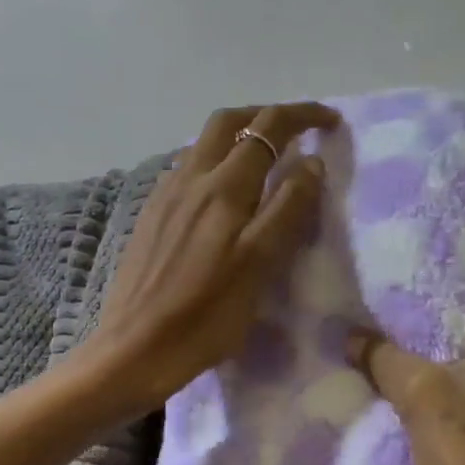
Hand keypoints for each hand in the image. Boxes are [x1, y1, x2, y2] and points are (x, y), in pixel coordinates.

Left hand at [90, 102, 337, 411]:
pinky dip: (215, 163)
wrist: (134, 349)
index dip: (302, 115)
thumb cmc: (205, 318)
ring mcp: (164, 197)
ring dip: (238, 137)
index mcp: (223, 188)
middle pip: (228, 122)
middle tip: (297, 131)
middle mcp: (190, 179)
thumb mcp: (258, 266)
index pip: (267, 128)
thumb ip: (286, 210)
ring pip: (203, 144)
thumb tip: (310, 162)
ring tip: (265, 160)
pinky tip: (224, 194)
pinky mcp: (151, 217)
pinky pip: (187, 170)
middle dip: (266, 115)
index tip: (330, 121)